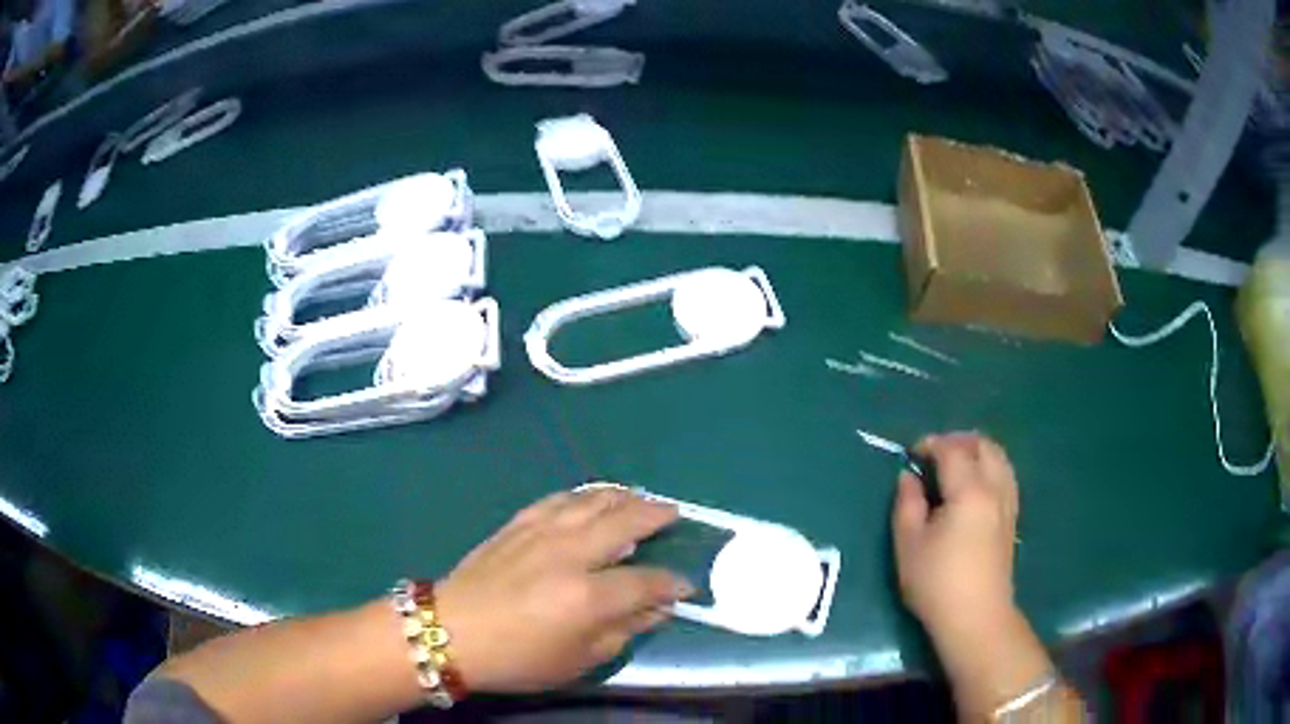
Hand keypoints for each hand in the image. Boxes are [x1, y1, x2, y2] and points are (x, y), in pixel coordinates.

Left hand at [435, 486, 692, 692]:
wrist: (451, 632)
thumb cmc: (517, 658)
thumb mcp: (578, 661)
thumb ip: (623, 632)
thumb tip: (656, 610)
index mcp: (587, 597)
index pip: (646, 581)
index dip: (673, 584)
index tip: (687, 586)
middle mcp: (570, 554)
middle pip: (626, 521)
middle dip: (657, 515)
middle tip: (674, 514)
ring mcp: (542, 532)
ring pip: (593, 500)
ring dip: (624, 496)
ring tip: (641, 497)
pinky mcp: (518, 524)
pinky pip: (559, 499)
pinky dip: (584, 495)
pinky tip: (593, 498)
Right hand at [892, 432, 1053, 718]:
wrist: (976, 618)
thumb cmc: (937, 583)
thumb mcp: (909, 545)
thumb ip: (907, 504)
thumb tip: (909, 477)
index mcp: (969, 491)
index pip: (953, 450)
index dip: (931, 444)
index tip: (912, 453)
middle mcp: (995, 489)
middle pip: (984, 445)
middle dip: (958, 441)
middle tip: (934, 454)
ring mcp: (1008, 503)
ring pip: (1000, 458)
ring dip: (978, 451)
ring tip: (955, 464)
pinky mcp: (1012, 519)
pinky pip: (1006, 475)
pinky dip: (990, 467)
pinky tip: (975, 485)